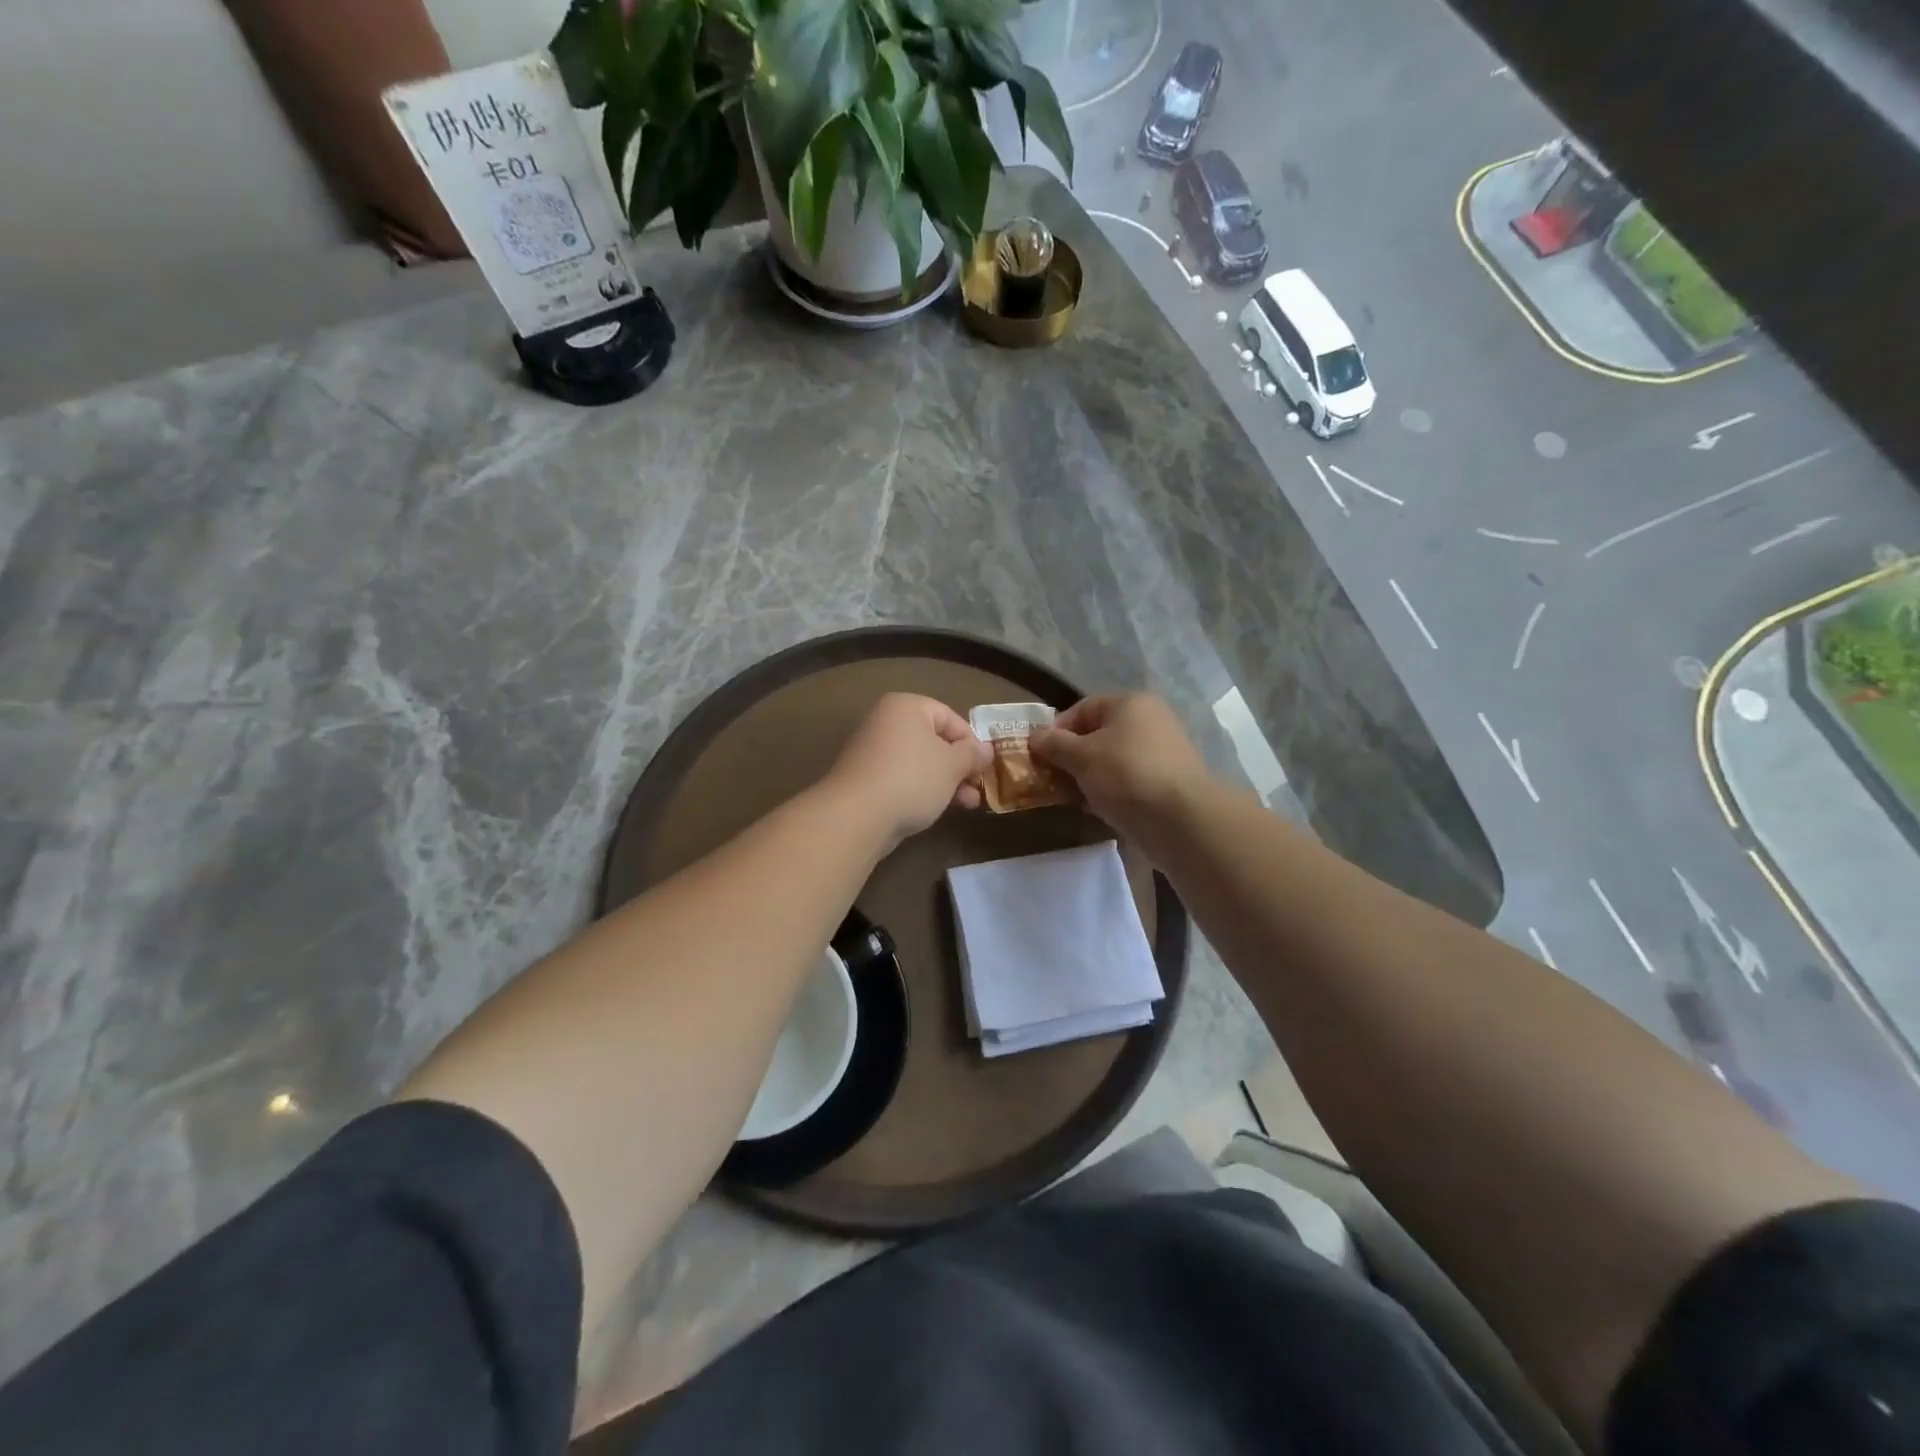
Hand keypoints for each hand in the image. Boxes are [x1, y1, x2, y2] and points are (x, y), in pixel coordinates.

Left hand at [825, 693, 992, 847]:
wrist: (857, 816)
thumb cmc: (911, 779)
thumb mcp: (952, 765)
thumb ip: (972, 754)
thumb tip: (986, 749)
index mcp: (906, 706)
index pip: (950, 717)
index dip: (972, 742)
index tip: (984, 767)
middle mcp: (886, 722)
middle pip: (934, 740)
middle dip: (960, 766)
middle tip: (978, 788)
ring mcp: (872, 751)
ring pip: (920, 762)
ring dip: (946, 782)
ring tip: (968, 805)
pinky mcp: (866, 779)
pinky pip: (903, 778)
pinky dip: (923, 789)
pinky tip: (938, 808)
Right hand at [1030, 694, 1211, 843]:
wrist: (1180, 820)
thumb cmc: (1126, 775)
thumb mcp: (1081, 756)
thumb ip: (1054, 744)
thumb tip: (1034, 736)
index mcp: (1131, 704)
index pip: (1082, 708)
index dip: (1056, 730)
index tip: (1039, 755)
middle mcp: (1150, 721)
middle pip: (1097, 735)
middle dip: (1071, 757)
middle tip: (1051, 779)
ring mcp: (1161, 753)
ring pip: (1111, 760)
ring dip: (1088, 777)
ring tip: (1070, 797)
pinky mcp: (1166, 783)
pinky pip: (1127, 781)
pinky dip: (1109, 791)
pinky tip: (1095, 809)